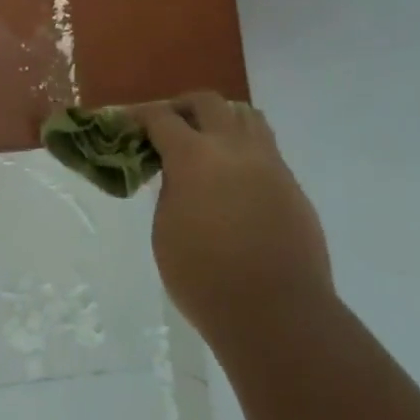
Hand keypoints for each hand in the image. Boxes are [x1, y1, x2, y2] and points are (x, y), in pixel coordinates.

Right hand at [137, 93, 332, 339]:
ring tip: (207, 143)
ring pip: (246, 117)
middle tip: (168, 127)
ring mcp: (269, 165)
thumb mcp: (165, 231)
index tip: (127, 123)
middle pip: (208, 102)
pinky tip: (234, 179)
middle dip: (183, 108)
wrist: (278, 316)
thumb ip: (170, 191)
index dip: (140, 116)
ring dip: (221, 120)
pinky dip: (244, 150)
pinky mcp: (292, 187)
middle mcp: (234, 149)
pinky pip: (266, 150)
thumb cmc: (205, 279)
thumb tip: (179, 175)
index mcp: (195, 157)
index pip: (162, 118)